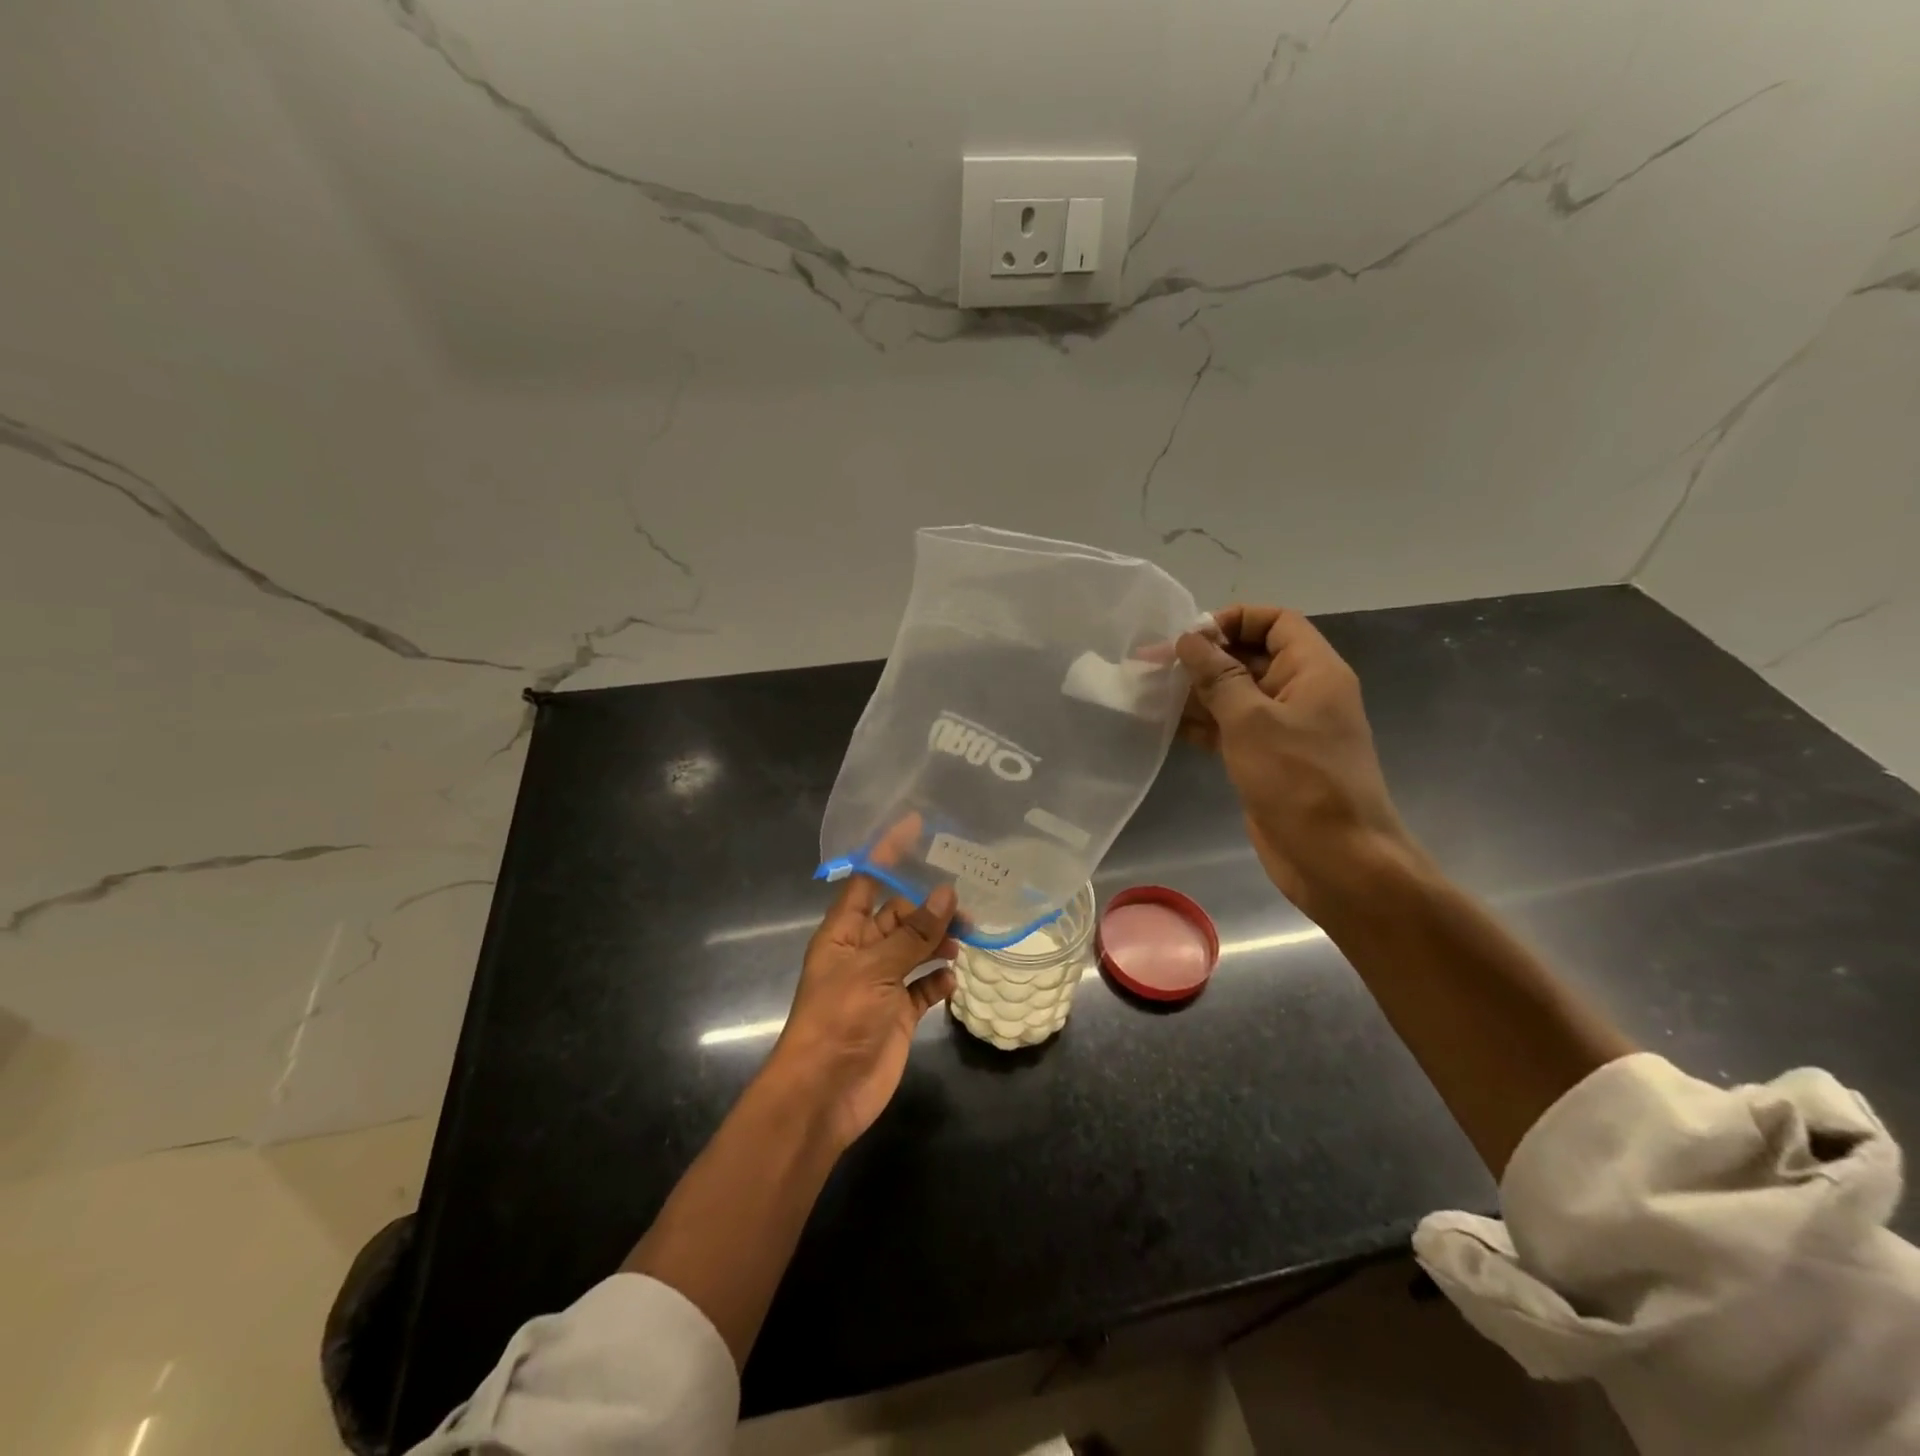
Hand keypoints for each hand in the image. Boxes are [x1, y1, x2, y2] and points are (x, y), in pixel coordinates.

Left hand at [769, 875, 958, 1151]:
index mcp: (843, 932)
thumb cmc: (839, 1019)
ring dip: (939, 941)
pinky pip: (923, 986)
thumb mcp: (875, 970)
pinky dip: (938, 980)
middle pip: (899, 915)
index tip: (918, 826)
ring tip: (968, 938)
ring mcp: (881, 983)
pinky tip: (953, 979)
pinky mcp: (898, 1013)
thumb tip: (947, 892)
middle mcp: (862, 952)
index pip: (867, 880)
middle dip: (929, 905)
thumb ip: (914, 933)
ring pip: (916, 949)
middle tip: (967, 902)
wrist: (824, 1094)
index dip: (889, 852)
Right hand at [1175, 605, 1413, 916]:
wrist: (1336, 859)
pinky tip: (1165, 725)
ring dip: (1196, 692)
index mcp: (1313, 671)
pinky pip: (1231, 729)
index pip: (1275, 622)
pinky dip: (1202, 724)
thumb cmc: (1300, 781)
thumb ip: (1218, 677)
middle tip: (1151, 664)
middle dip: (1204, 658)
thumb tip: (1189, 639)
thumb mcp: (1252, 721)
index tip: (1191, 638)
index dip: (1234, 620)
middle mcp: (1301, 693)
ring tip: (1148, 692)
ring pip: (1236, 695)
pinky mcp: (1267, 760)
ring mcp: (1284, 729)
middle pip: (1250, 657)